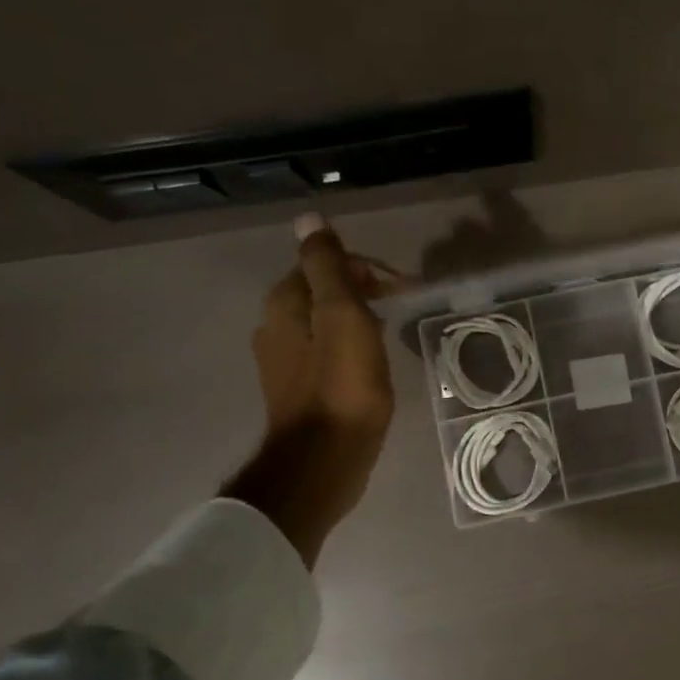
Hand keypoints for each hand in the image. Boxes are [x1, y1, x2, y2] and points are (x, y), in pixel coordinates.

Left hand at [225, 214, 404, 565]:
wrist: (323, 461)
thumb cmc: (341, 386)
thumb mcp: (342, 315)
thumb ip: (327, 266)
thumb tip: (308, 218)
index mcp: (285, 304)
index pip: (324, 264)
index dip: (366, 269)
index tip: (403, 290)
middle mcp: (276, 327)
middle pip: (324, 291)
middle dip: (365, 293)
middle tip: (402, 309)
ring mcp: (285, 362)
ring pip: (326, 323)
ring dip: (359, 321)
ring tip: (391, 336)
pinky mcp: (299, 391)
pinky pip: (327, 353)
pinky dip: (351, 348)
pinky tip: (371, 366)